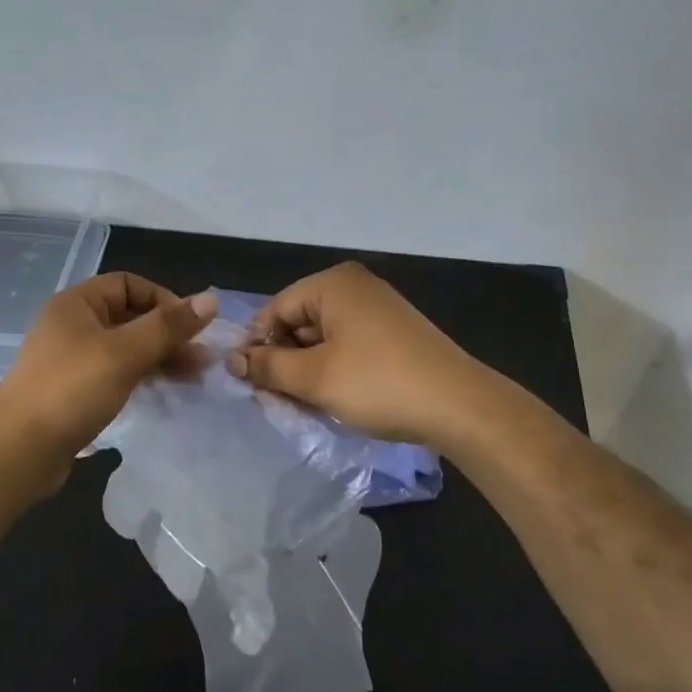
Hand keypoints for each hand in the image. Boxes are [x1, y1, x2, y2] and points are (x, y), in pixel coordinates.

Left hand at [0, 273, 216, 467]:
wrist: (18, 453)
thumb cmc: (72, 390)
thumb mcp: (125, 353)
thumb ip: (168, 326)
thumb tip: (211, 300)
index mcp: (76, 303)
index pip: (129, 284)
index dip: (164, 299)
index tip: (191, 327)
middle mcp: (72, 325)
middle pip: (130, 316)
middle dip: (167, 334)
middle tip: (202, 358)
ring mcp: (71, 360)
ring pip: (125, 348)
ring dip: (159, 357)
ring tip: (194, 377)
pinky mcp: (74, 391)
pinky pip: (115, 373)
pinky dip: (141, 377)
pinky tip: (164, 391)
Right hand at [228, 262, 486, 449]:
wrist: (458, 405)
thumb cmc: (378, 383)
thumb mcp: (314, 378)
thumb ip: (268, 366)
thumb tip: (233, 361)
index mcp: (334, 284)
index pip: (276, 309)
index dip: (257, 346)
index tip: (248, 383)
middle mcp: (355, 288)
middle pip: (299, 322)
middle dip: (283, 361)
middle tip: (275, 401)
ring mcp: (378, 310)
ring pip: (323, 339)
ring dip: (307, 371)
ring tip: (303, 406)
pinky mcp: (394, 335)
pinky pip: (348, 347)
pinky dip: (334, 371)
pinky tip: (332, 400)